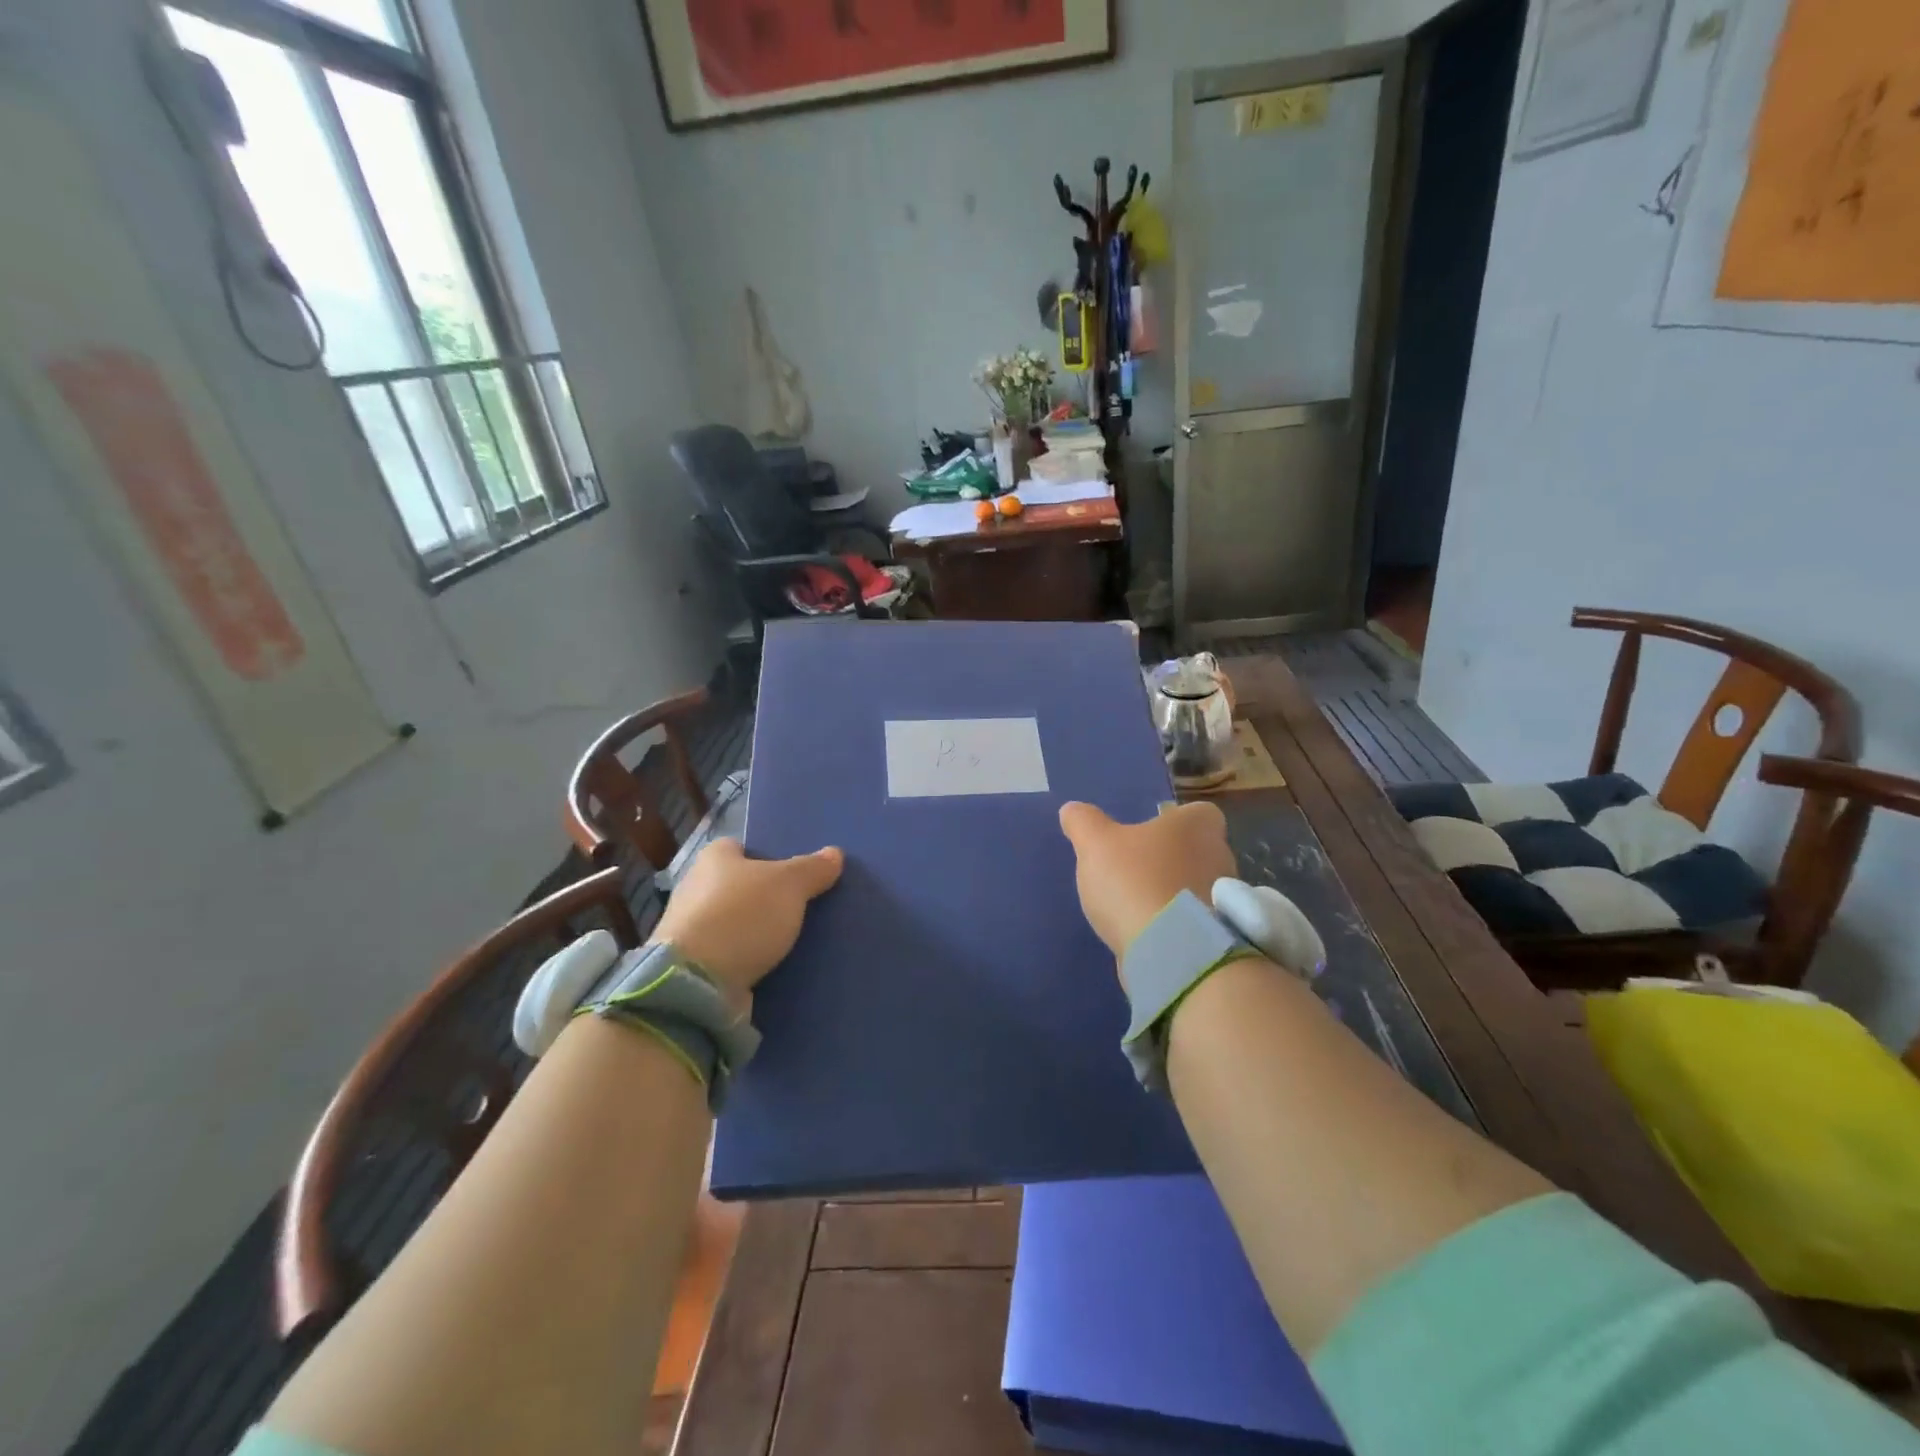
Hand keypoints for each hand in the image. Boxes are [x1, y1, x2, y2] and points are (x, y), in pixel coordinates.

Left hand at [650, 839, 843, 998]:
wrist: (696, 983)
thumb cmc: (742, 916)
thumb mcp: (789, 885)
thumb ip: (813, 869)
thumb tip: (835, 853)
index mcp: (713, 858)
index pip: (740, 847)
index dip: (765, 857)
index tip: (792, 874)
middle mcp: (694, 887)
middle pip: (737, 886)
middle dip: (762, 897)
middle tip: (799, 907)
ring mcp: (689, 929)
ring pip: (732, 922)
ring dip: (754, 932)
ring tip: (791, 940)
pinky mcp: (691, 966)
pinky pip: (727, 955)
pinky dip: (745, 960)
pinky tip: (771, 966)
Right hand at [1058, 801, 1236, 969]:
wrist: (1170, 952)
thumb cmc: (1136, 881)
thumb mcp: (1095, 844)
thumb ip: (1083, 822)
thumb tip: (1072, 810)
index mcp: (1198, 826)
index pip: (1198, 812)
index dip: (1174, 820)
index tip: (1149, 833)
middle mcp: (1221, 857)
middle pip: (1197, 850)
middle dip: (1171, 858)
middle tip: (1135, 868)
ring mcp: (1224, 901)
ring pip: (1196, 887)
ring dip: (1172, 893)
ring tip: (1136, 905)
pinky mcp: (1218, 937)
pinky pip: (1195, 922)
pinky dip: (1175, 924)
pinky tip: (1146, 932)